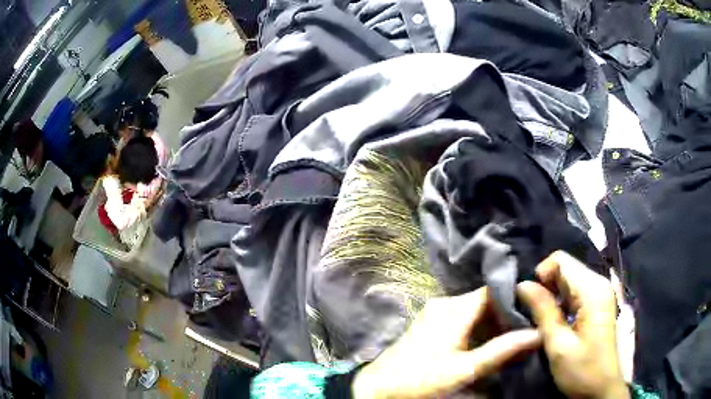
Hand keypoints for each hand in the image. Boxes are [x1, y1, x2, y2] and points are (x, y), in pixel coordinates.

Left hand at [352, 288, 541, 397]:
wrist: (379, 387)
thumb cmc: (421, 379)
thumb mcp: (464, 369)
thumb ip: (501, 351)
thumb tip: (536, 333)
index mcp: (455, 308)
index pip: (494, 291)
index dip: (515, 301)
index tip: (533, 315)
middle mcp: (445, 303)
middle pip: (485, 301)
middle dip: (505, 317)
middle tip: (524, 332)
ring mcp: (435, 313)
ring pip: (474, 311)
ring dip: (492, 325)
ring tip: (510, 341)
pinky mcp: (430, 324)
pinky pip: (461, 319)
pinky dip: (477, 329)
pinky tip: (485, 345)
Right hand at [517, 251, 629, 398]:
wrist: (601, 388)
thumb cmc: (581, 370)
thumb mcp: (558, 345)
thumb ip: (543, 311)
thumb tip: (523, 285)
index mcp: (592, 290)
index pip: (561, 260)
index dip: (541, 275)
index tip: (529, 301)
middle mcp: (599, 284)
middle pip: (565, 268)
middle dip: (546, 286)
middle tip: (533, 314)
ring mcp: (600, 293)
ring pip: (569, 279)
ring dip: (552, 294)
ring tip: (542, 319)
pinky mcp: (598, 303)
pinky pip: (575, 291)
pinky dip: (561, 301)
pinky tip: (556, 321)